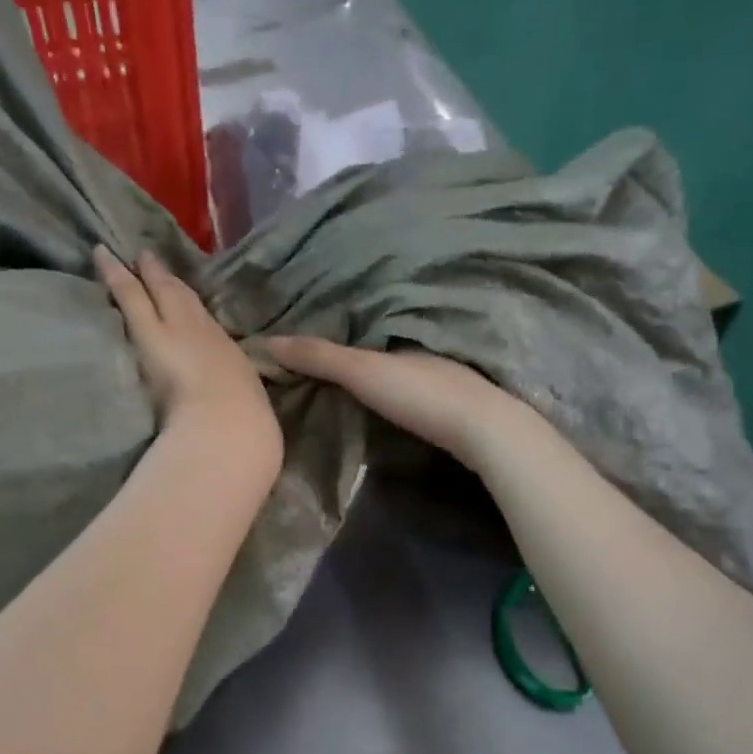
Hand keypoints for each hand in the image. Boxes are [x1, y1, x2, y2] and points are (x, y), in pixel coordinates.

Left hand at [96, 246, 281, 475]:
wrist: (228, 424)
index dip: (189, 305)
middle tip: (149, 256)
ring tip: (124, 255)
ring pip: (155, 292)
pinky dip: (114, 275)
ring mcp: (175, 329)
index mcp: (227, 357)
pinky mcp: (148, 331)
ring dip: (141, 272)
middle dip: (165, 279)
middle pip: (182, 300)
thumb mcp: (240, 408)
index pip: (205, 325)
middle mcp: (203, 335)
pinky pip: (129, 295)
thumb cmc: (242, 426)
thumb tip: (229, 406)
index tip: (178, 292)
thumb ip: (226, 399)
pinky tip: (101, 257)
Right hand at [264, 336, 539, 474]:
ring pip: (393, 364)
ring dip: (367, 369)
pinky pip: (406, 385)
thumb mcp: (362, 371)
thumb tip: (266, 341)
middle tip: (308, 358)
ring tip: (333, 379)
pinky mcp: (450, 402)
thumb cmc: (421, 394)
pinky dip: (386, 388)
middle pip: (374, 341)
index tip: (297, 336)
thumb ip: (319, 356)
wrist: (486, 433)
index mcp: (400, 328)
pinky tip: (377, 400)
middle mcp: (421, 344)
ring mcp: (441, 372)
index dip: (327, 326)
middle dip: (346, 346)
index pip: (356, 320)